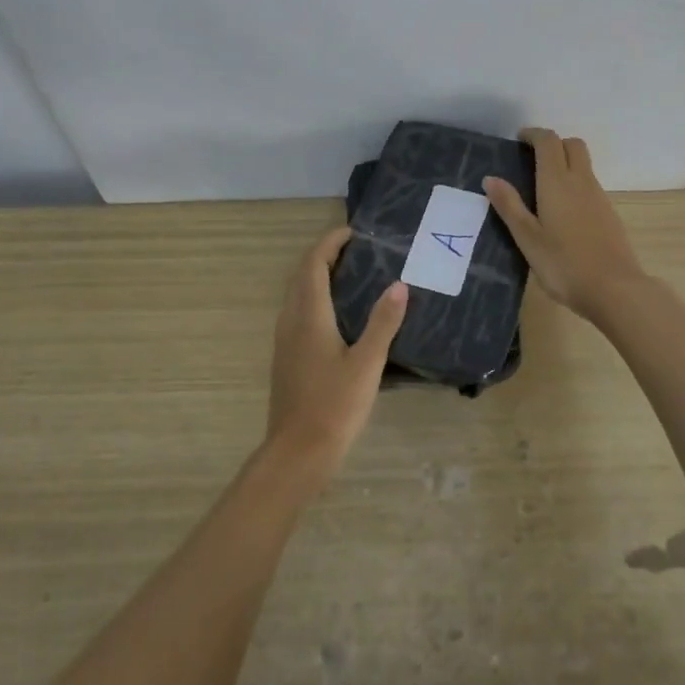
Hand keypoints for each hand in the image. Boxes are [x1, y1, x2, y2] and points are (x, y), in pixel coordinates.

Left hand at [265, 227, 407, 484]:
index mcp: (308, 316)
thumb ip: (383, 323)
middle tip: (358, 250)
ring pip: (298, 295)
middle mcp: (291, 321)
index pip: (313, 264)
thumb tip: (399, 285)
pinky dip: (316, 299)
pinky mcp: (287, 358)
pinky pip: (299, 313)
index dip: (330, 243)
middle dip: (325, 256)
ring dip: (319, 277)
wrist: (297, 452)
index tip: (354, 232)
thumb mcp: (367, 364)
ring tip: (353, 276)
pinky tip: (340, 316)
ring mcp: (285, 341)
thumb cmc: (334, 406)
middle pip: (302, 275)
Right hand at [484, 127, 646, 321]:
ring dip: (565, 164)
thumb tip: (491, 178)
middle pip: (572, 145)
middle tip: (532, 159)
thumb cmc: (563, 264)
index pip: (549, 142)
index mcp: (557, 182)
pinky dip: (575, 184)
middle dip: (553, 144)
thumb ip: (509, 206)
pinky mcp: (609, 213)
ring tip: (542, 188)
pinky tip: (562, 212)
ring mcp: (599, 197)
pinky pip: (590, 185)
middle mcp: (581, 181)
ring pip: (583, 165)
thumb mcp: (528, 238)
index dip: (534, 135)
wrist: (614, 289)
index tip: (519, 140)